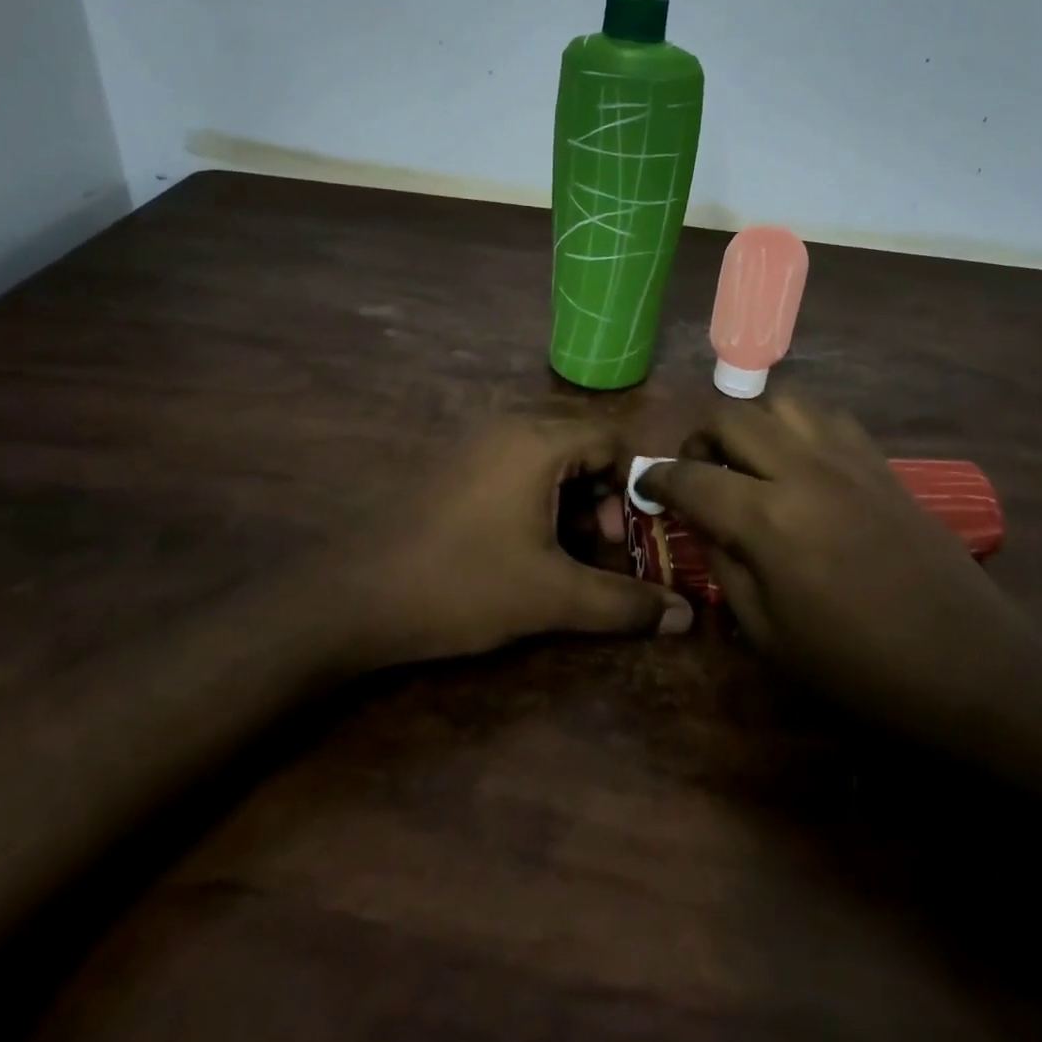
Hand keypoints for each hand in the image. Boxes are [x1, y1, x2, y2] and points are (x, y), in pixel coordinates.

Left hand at [339, 415, 687, 668]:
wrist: (356, 595)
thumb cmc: (463, 584)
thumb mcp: (551, 597)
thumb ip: (623, 604)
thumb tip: (685, 617)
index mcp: (537, 440)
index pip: (612, 441)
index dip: (629, 489)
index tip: (622, 540)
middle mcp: (507, 425)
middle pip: (581, 445)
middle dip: (600, 497)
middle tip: (595, 549)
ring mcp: (474, 441)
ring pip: (547, 456)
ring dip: (568, 499)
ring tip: (560, 553)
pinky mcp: (453, 463)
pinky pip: (513, 464)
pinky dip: (534, 496)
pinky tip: (520, 544)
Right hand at [640, 396, 1041, 890]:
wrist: (974, 673)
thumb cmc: (860, 672)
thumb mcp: (769, 635)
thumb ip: (726, 566)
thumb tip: (705, 525)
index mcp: (766, 519)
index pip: (690, 476)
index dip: (657, 478)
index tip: (646, 486)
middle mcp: (802, 470)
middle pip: (731, 416)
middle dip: (699, 437)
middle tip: (696, 471)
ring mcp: (849, 460)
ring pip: (782, 402)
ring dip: (751, 423)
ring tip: (747, 461)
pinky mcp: (883, 465)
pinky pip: (828, 419)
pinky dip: (798, 428)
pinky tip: (800, 464)